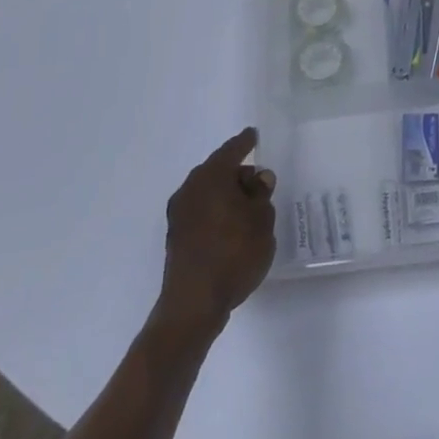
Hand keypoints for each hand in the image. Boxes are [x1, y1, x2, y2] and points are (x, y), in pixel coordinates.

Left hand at [156, 128, 276, 334]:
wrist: (194, 303)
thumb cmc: (234, 253)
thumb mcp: (262, 220)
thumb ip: (261, 194)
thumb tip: (257, 177)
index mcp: (211, 176)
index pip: (232, 150)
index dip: (245, 143)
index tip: (253, 135)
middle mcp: (190, 188)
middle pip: (218, 171)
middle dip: (237, 174)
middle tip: (258, 182)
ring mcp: (179, 214)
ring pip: (208, 193)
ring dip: (226, 195)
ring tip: (248, 208)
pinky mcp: (176, 237)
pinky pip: (201, 212)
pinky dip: (216, 212)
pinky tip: (231, 227)